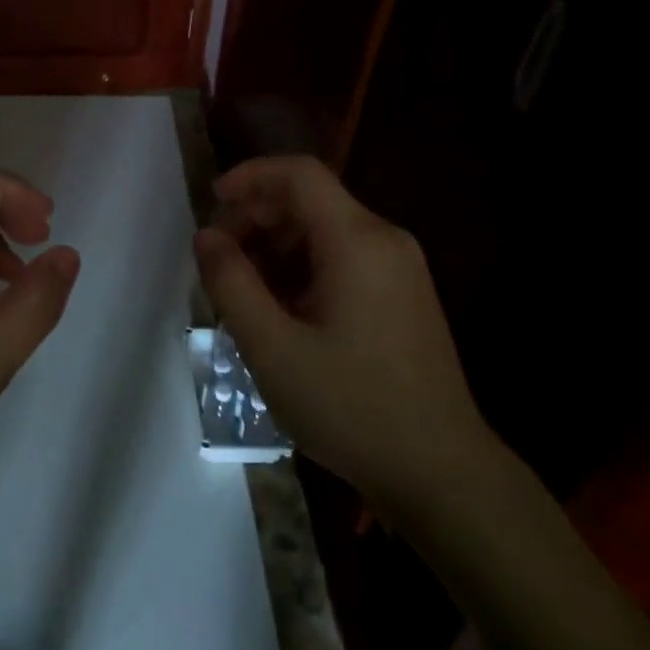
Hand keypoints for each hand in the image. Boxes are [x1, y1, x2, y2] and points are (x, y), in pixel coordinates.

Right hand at [194, 155, 492, 515]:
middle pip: (310, 201)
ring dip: (276, 247)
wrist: (443, 475)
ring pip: (324, 231)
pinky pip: (343, 259)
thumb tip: (206, 237)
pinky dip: (302, 269)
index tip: (211, 202)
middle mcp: (385, 240)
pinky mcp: (403, 296)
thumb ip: (231, 283)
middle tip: (218, 261)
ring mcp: (400, 269)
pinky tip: (281, 313)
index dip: (250, 176)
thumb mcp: (273, 348)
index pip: (299, 174)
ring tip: (242, 294)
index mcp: (357, 240)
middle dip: (256, 219)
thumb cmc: (352, 407)